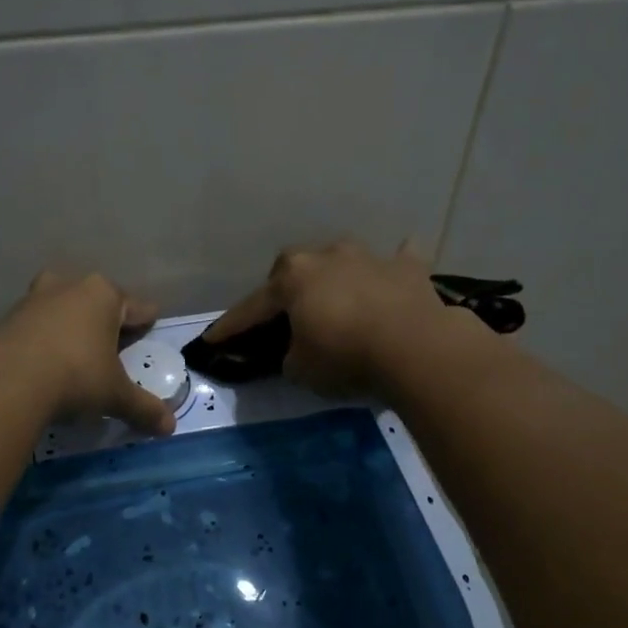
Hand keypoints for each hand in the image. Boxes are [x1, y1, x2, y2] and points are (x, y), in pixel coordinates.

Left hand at [0, 272, 175, 434]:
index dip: (146, 322)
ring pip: (64, 309)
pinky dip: (46, 339)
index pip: (136, 307)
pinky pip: (38, 325)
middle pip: (98, 302)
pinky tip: (48, 361)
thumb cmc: (76, 376)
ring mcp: (35, 298)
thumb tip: (170, 428)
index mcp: (104, 294)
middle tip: (114, 346)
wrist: (8, 382)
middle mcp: (70, 286)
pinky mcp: (8, 317)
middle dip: (106, 321)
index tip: (151, 326)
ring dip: (72, 326)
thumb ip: (143, 408)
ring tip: (79, 352)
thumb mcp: (115, 395)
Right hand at [203, 240, 450, 396]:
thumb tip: (298, 351)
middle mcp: (326, 257)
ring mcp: (369, 258)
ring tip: (337, 297)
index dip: (231, 326)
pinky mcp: (408, 269)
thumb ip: (291, 356)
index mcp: (292, 279)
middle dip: (286, 288)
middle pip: (295, 269)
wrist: (415, 348)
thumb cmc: (345, 357)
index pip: (252, 306)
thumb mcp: (301, 369)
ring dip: (336, 276)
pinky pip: (398, 260)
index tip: (212, 339)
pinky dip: (393, 266)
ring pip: (343, 260)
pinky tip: (395, 269)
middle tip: (286, 313)